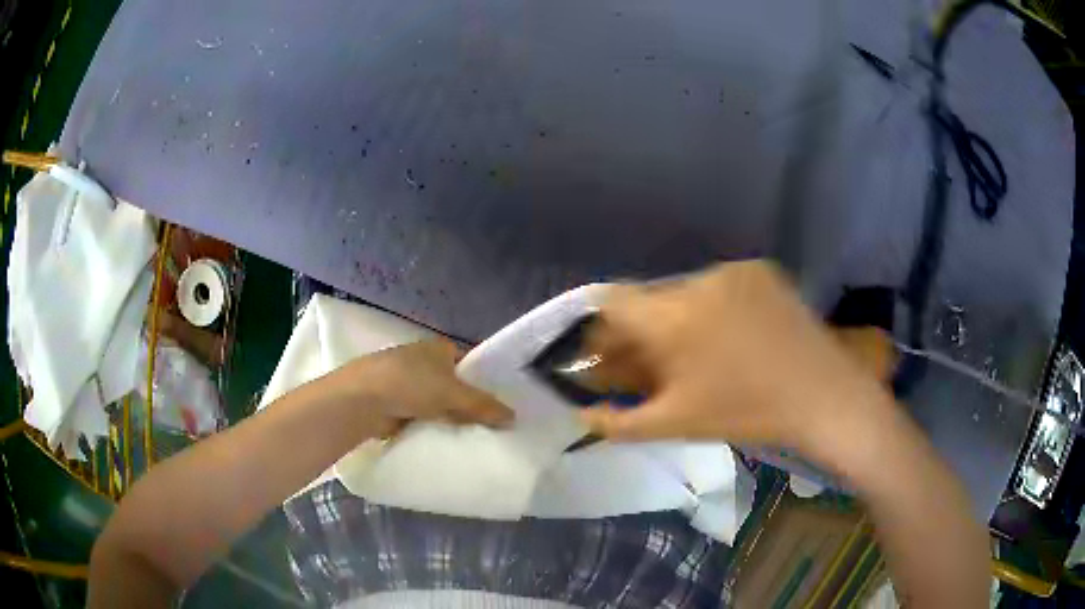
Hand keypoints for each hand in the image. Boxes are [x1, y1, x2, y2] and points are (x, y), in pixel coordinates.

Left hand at [315, 339, 513, 437]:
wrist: (362, 400)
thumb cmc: (409, 383)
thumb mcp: (452, 393)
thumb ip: (483, 405)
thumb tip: (513, 417)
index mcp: (438, 348)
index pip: (470, 364)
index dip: (485, 382)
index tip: (501, 405)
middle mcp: (423, 362)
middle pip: (454, 386)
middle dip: (468, 404)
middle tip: (492, 426)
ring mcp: (407, 384)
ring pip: (438, 403)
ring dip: (449, 418)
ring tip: (474, 438)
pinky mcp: (396, 405)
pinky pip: (423, 417)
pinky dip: (432, 428)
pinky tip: (447, 442)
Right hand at [580, 259, 896, 459]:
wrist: (824, 396)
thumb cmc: (747, 412)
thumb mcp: (676, 424)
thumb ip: (618, 422)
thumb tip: (581, 415)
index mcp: (672, 317)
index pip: (611, 301)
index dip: (602, 328)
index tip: (610, 354)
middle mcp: (698, 280)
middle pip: (649, 298)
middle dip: (643, 330)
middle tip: (657, 363)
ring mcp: (733, 271)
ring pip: (684, 290)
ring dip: (678, 317)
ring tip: (701, 352)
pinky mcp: (760, 269)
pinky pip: (718, 285)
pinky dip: (712, 306)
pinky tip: (733, 336)